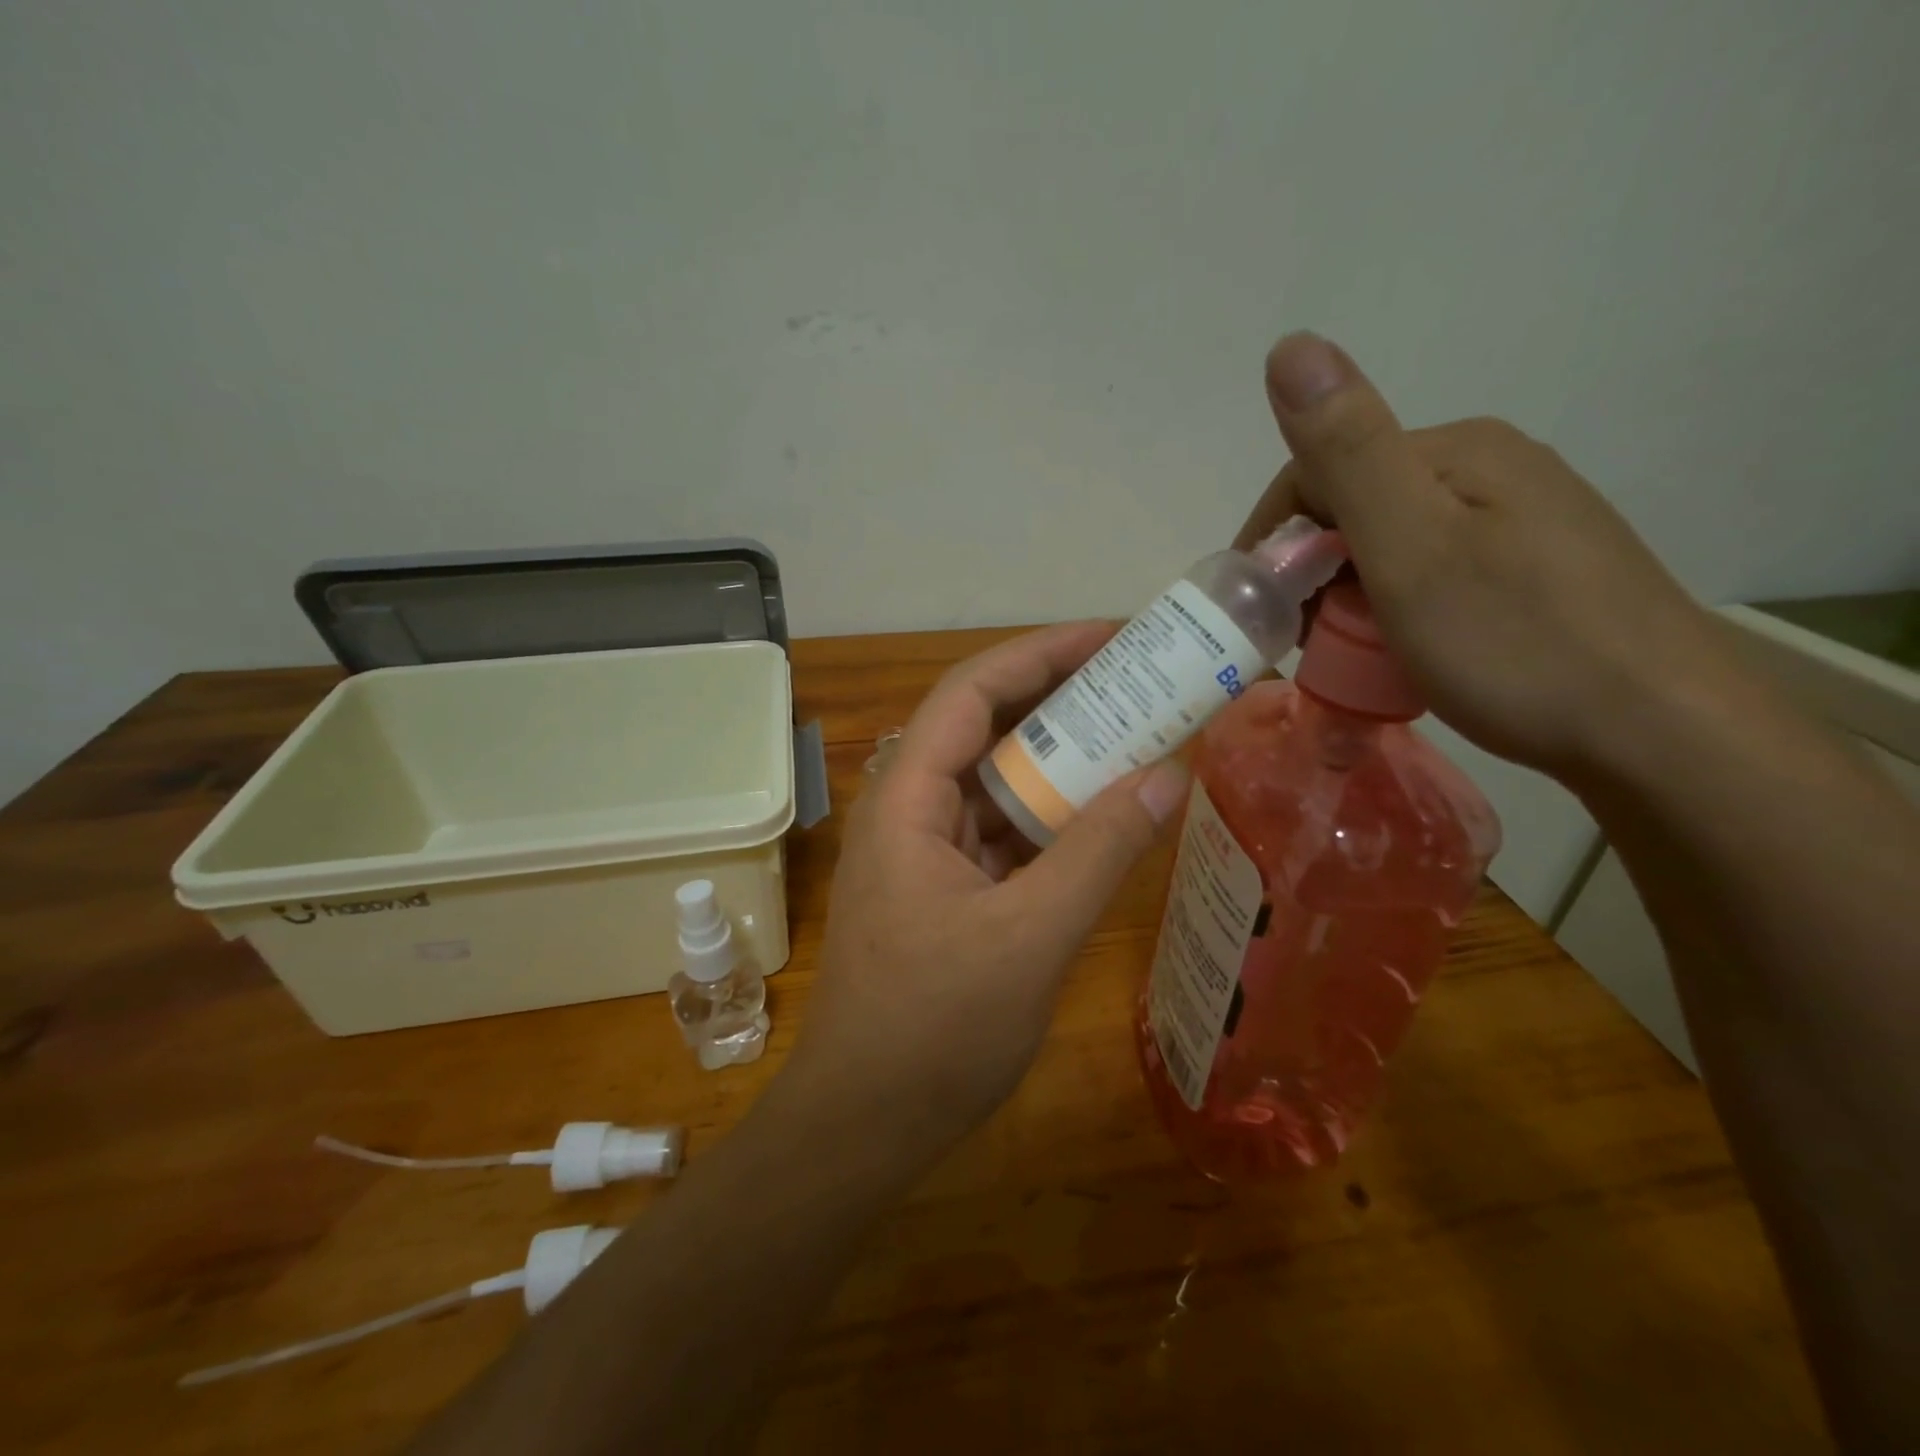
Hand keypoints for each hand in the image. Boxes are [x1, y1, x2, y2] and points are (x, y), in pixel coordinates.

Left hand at [780, 624, 1188, 1164]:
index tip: (1111, 636)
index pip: (971, 692)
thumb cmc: (933, 1031)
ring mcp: (925, 850)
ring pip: (996, 780)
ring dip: (1059, 759)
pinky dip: (1050, 815)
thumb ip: (1100, 852)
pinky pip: (1001, 829)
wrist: (864, 1122)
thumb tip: (1170, 774)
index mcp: (908, 800)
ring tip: (1134, 735)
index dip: (1040, 652)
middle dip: (1059, 698)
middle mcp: (909, 809)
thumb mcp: (1030, 938)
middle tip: (1138, 681)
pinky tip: (1102, 814)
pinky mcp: (944, 886)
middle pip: (985, 726)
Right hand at [1240, 332, 1745, 780]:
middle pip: (1356, 508)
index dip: (1274, 539)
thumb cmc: (1513, 641)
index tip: (1254, 610)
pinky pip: (1431, 575)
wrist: (1656, 732)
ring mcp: (1520, 521)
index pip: (1322, 471)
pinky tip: (1398, 648)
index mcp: (1456, 452)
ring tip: (1341, 653)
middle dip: (1308, 572)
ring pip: (1391, 545)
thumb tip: (1290, 345)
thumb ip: (1347, 451)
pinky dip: (1391, 610)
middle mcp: (1491, 469)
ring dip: (1346, 595)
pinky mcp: (1536, 571)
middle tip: (1296, 642)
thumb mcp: (1412, 547)